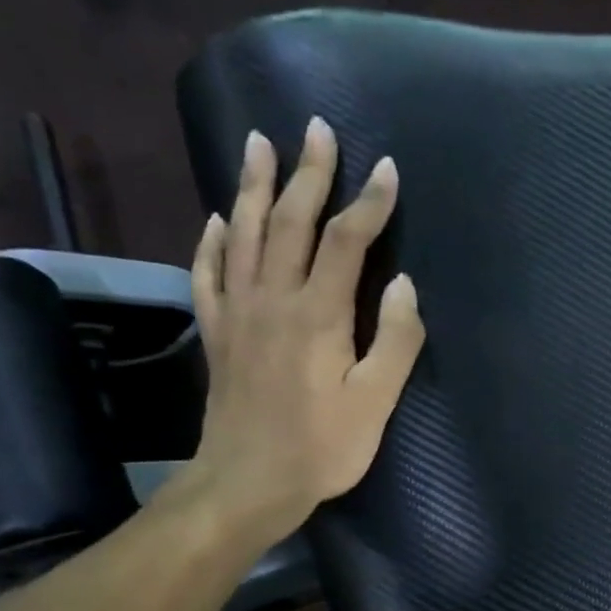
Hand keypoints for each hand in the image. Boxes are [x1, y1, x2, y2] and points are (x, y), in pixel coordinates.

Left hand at [178, 118, 424, 547]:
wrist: (248, 483)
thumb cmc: (322, 449)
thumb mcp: (375, 403)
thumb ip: (395, 342)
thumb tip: (402, 285)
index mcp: (318, 315)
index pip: (345, 242)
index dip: (369, 203)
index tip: (387, 169)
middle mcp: (273, 299)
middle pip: (289, 222)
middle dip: (308, 173)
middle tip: (316, 127)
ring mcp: (238, 314)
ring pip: (244, 235)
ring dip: (254, 186)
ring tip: (259, 143)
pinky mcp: (218, 335)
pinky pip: (208, 275)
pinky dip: (213, 241)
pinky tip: (218, 220)